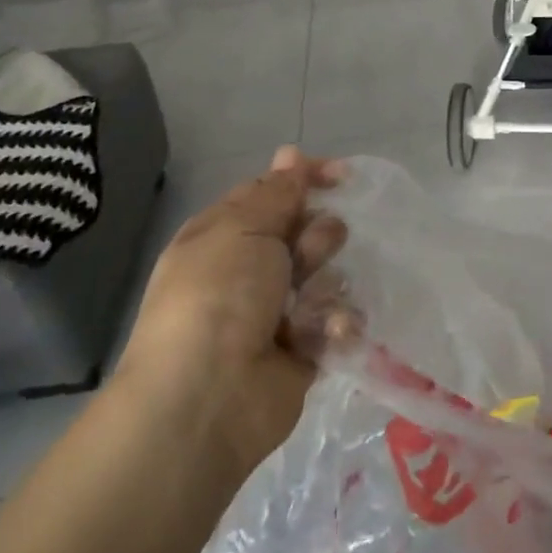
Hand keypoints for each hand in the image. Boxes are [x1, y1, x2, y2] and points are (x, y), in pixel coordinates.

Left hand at [114, 147, 346, 479]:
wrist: (207, 398)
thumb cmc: (218, 295)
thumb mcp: (243, 227)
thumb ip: (277, 192)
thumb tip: (291, 154)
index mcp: (225, 233)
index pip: (273, 192)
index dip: (307, 179)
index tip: (344, 176)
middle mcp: (249, 269)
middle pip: (304, 232)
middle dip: (317, 236)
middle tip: (306, 253)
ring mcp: (276, 312)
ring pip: (326, 276)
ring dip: (325, 284)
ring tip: (310, 305)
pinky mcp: (302, 352)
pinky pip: (335, 323)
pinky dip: (335, 326)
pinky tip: (326, 334)